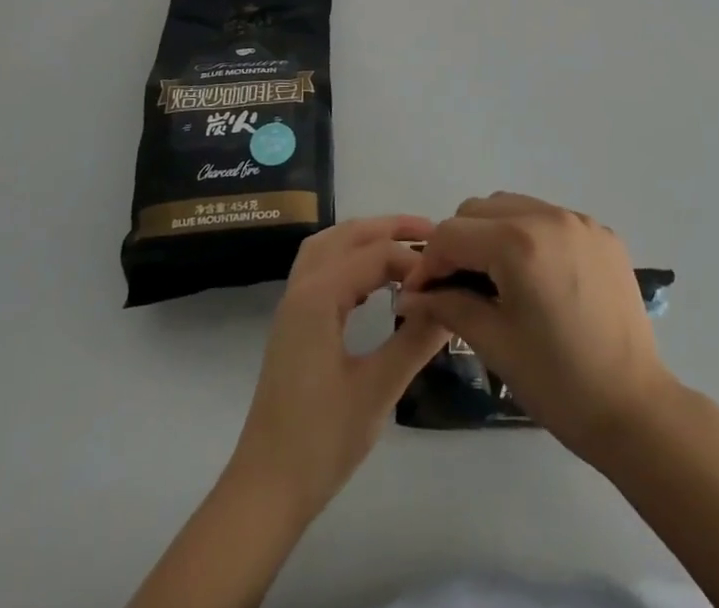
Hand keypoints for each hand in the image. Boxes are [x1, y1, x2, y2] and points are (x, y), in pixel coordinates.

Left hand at [227, 215, 450, 520]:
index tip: (448, 276)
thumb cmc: (321, 440)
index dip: (413, 259)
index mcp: (319, 296)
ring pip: (330, 246)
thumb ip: (415, 340)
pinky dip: (350, 257)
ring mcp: (292, 304)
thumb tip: (452, 303)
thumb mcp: (378, 389)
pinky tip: (374, 281)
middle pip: (348, 235)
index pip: (375, 254)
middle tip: (433, 234)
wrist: (266, 490)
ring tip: (405, 247)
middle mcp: (302, 287)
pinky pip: (321, 267)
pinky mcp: (292, 322)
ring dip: (366, 237)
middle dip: (390, 227)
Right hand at [399, 192, 677, 460]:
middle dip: (459, 244)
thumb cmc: (558, 382)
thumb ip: (447, 305)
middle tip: (456, 288)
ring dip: (492, 234)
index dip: (428, 263)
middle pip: (480, 210)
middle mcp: (549, 216)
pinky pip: (548, 218)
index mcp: (519, 242)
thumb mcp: (494, 342)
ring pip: (513, 207)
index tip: (421, 295)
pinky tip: (534, 278)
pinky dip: (529, 236)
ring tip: (494, 281)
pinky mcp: (602, 234)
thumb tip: (409, 295)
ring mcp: (580, 221)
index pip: (451, 233)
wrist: (635, 409)